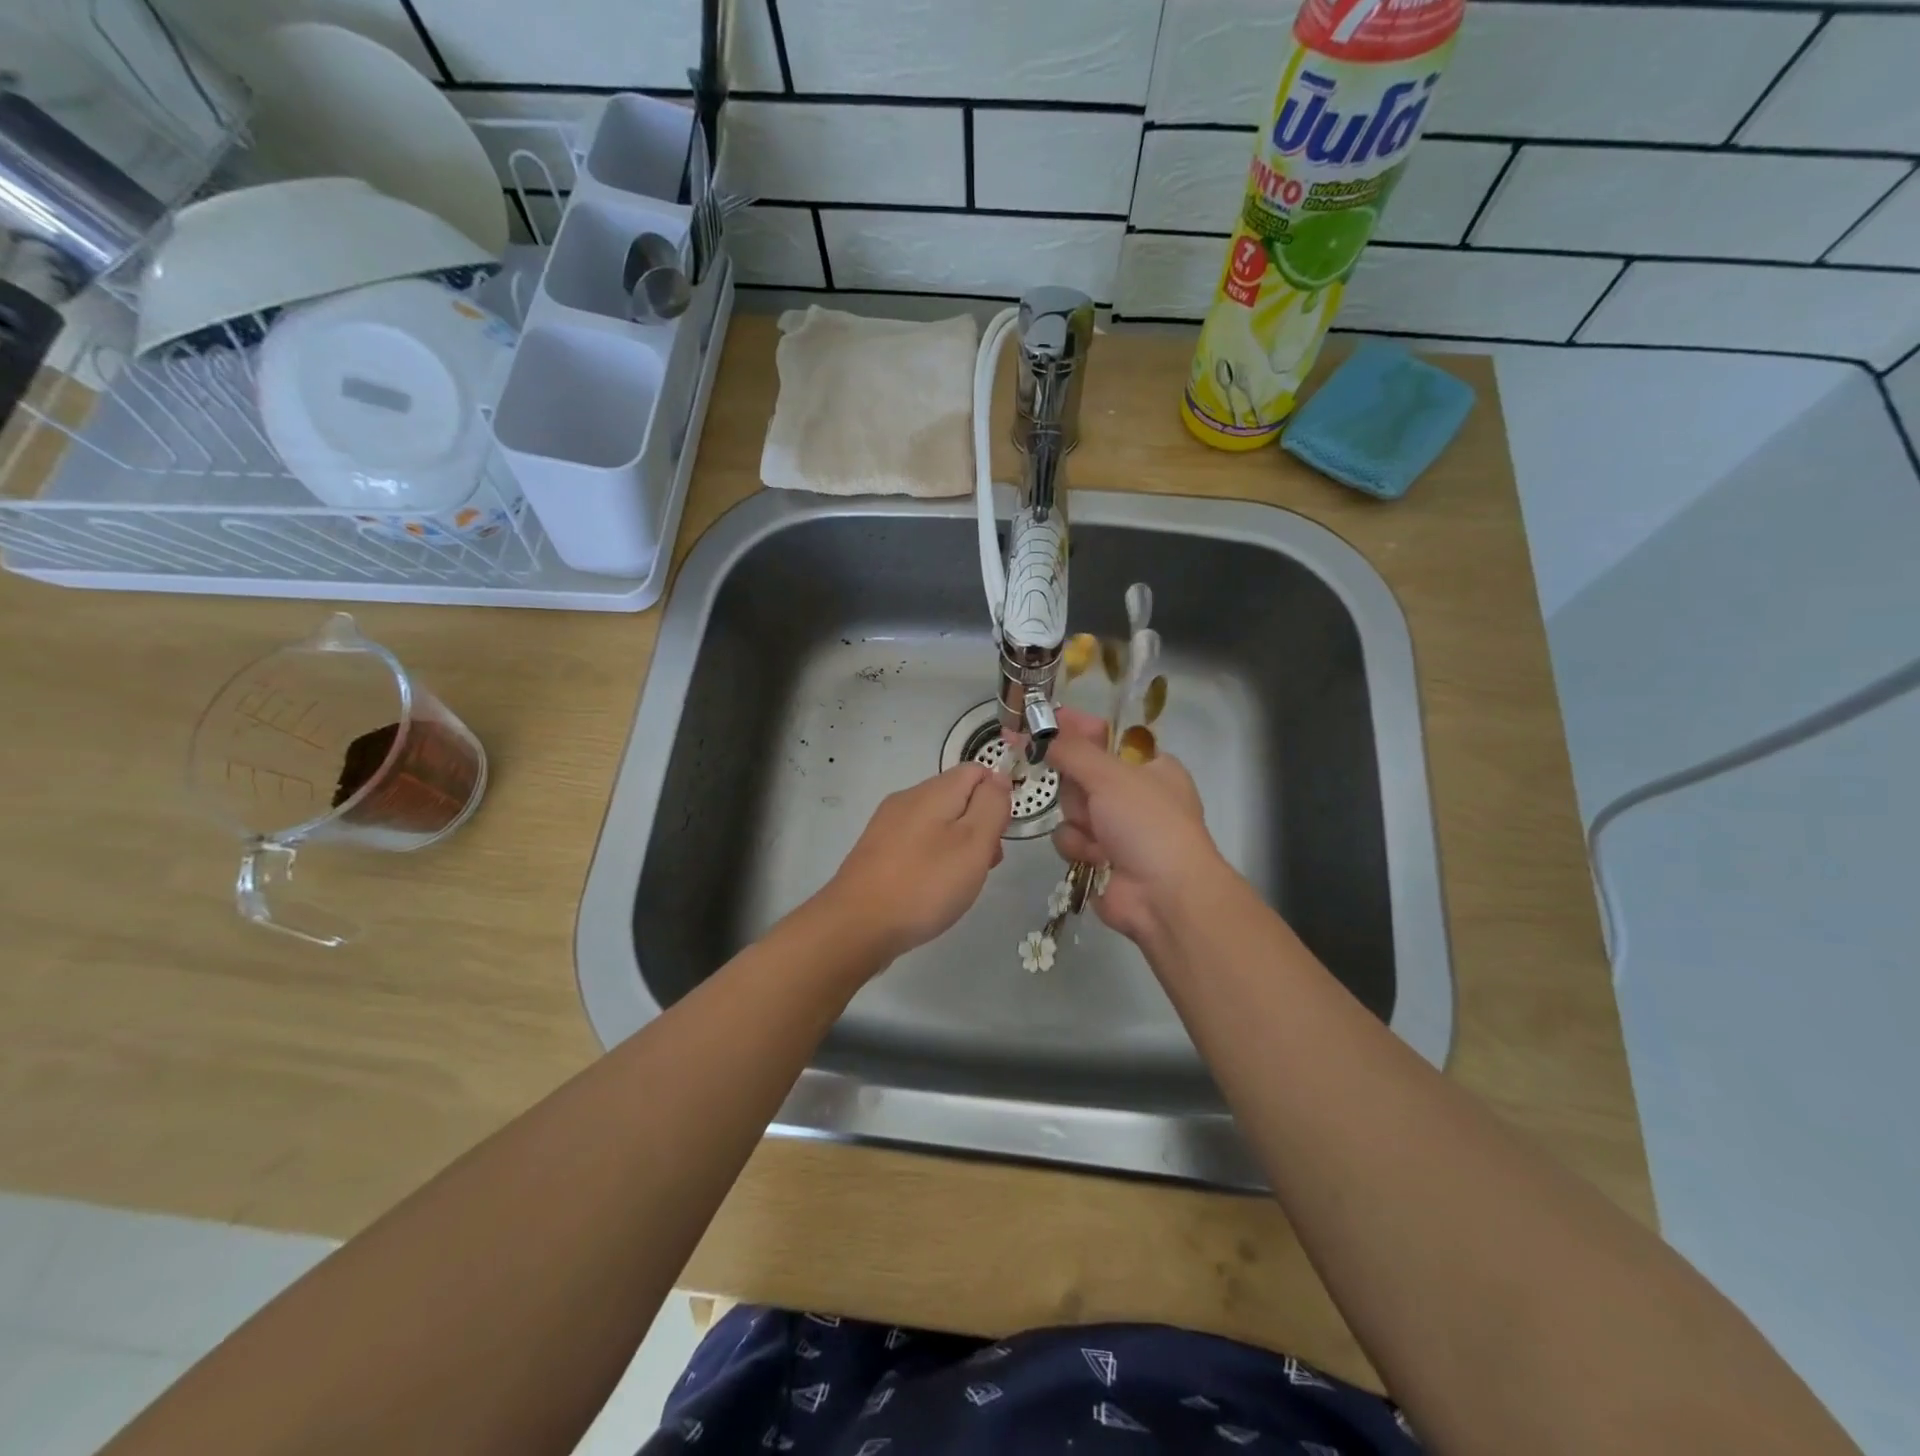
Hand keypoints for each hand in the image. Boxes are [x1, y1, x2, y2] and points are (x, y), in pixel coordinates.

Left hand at [818, 762, 1010, 963]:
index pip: (976, 771)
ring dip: (958, 846)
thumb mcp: (973, 842)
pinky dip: (934, 860)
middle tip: (984, 865)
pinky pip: (917, 844)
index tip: (1000, 834)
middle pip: (957, 798)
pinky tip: (933, 890)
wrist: (856, 926)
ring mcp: (888, 826)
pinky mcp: (876, 852)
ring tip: (961, 884)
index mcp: (933, 791)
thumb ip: (991, 805)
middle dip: (979, 826)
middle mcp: (907, 799)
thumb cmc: (924, 884)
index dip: (997, 796)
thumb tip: (998, 777)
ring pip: (938, 823)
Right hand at [1046, 706, 1231, 948]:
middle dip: (1076, 788)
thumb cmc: (1147, 824)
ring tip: (1098, 837)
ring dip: (1077, 821)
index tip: (1038, 722)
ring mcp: (1116, 828)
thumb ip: (1071, 749)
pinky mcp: (1099, 857)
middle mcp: (1133, 794)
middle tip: (1086, 796)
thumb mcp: (1110, 775)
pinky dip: (1078, 847)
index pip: (1102, 735)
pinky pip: (1069, 838)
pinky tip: (1095, 858)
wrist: (1164, 896)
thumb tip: (1039, 730)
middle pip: (1079, 774)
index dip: (1071, 728)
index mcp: (1149, 766)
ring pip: (1070, 809)